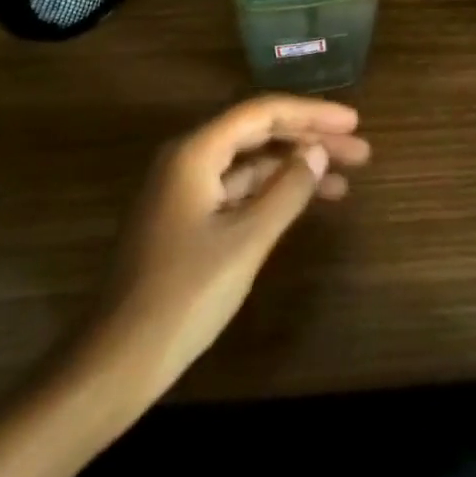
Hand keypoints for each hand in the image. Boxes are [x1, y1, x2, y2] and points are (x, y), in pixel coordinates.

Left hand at [94, 95, 370, 393]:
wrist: (115, 364)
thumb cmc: (183, 296)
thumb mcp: (245, 242)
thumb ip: (286, 191)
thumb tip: (318, 151)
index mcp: (196, 151)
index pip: (263, 112)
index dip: (311, 113)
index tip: (353, 122)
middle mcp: (189, 157)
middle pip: (259, 133)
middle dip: (309, 138)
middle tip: (360, 150)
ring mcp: (186, 188)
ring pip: (251, 162)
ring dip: (294, 167)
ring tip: (344, 178)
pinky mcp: (187, 217)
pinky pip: (238, 189)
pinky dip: (272, 192)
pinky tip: (303, 202)